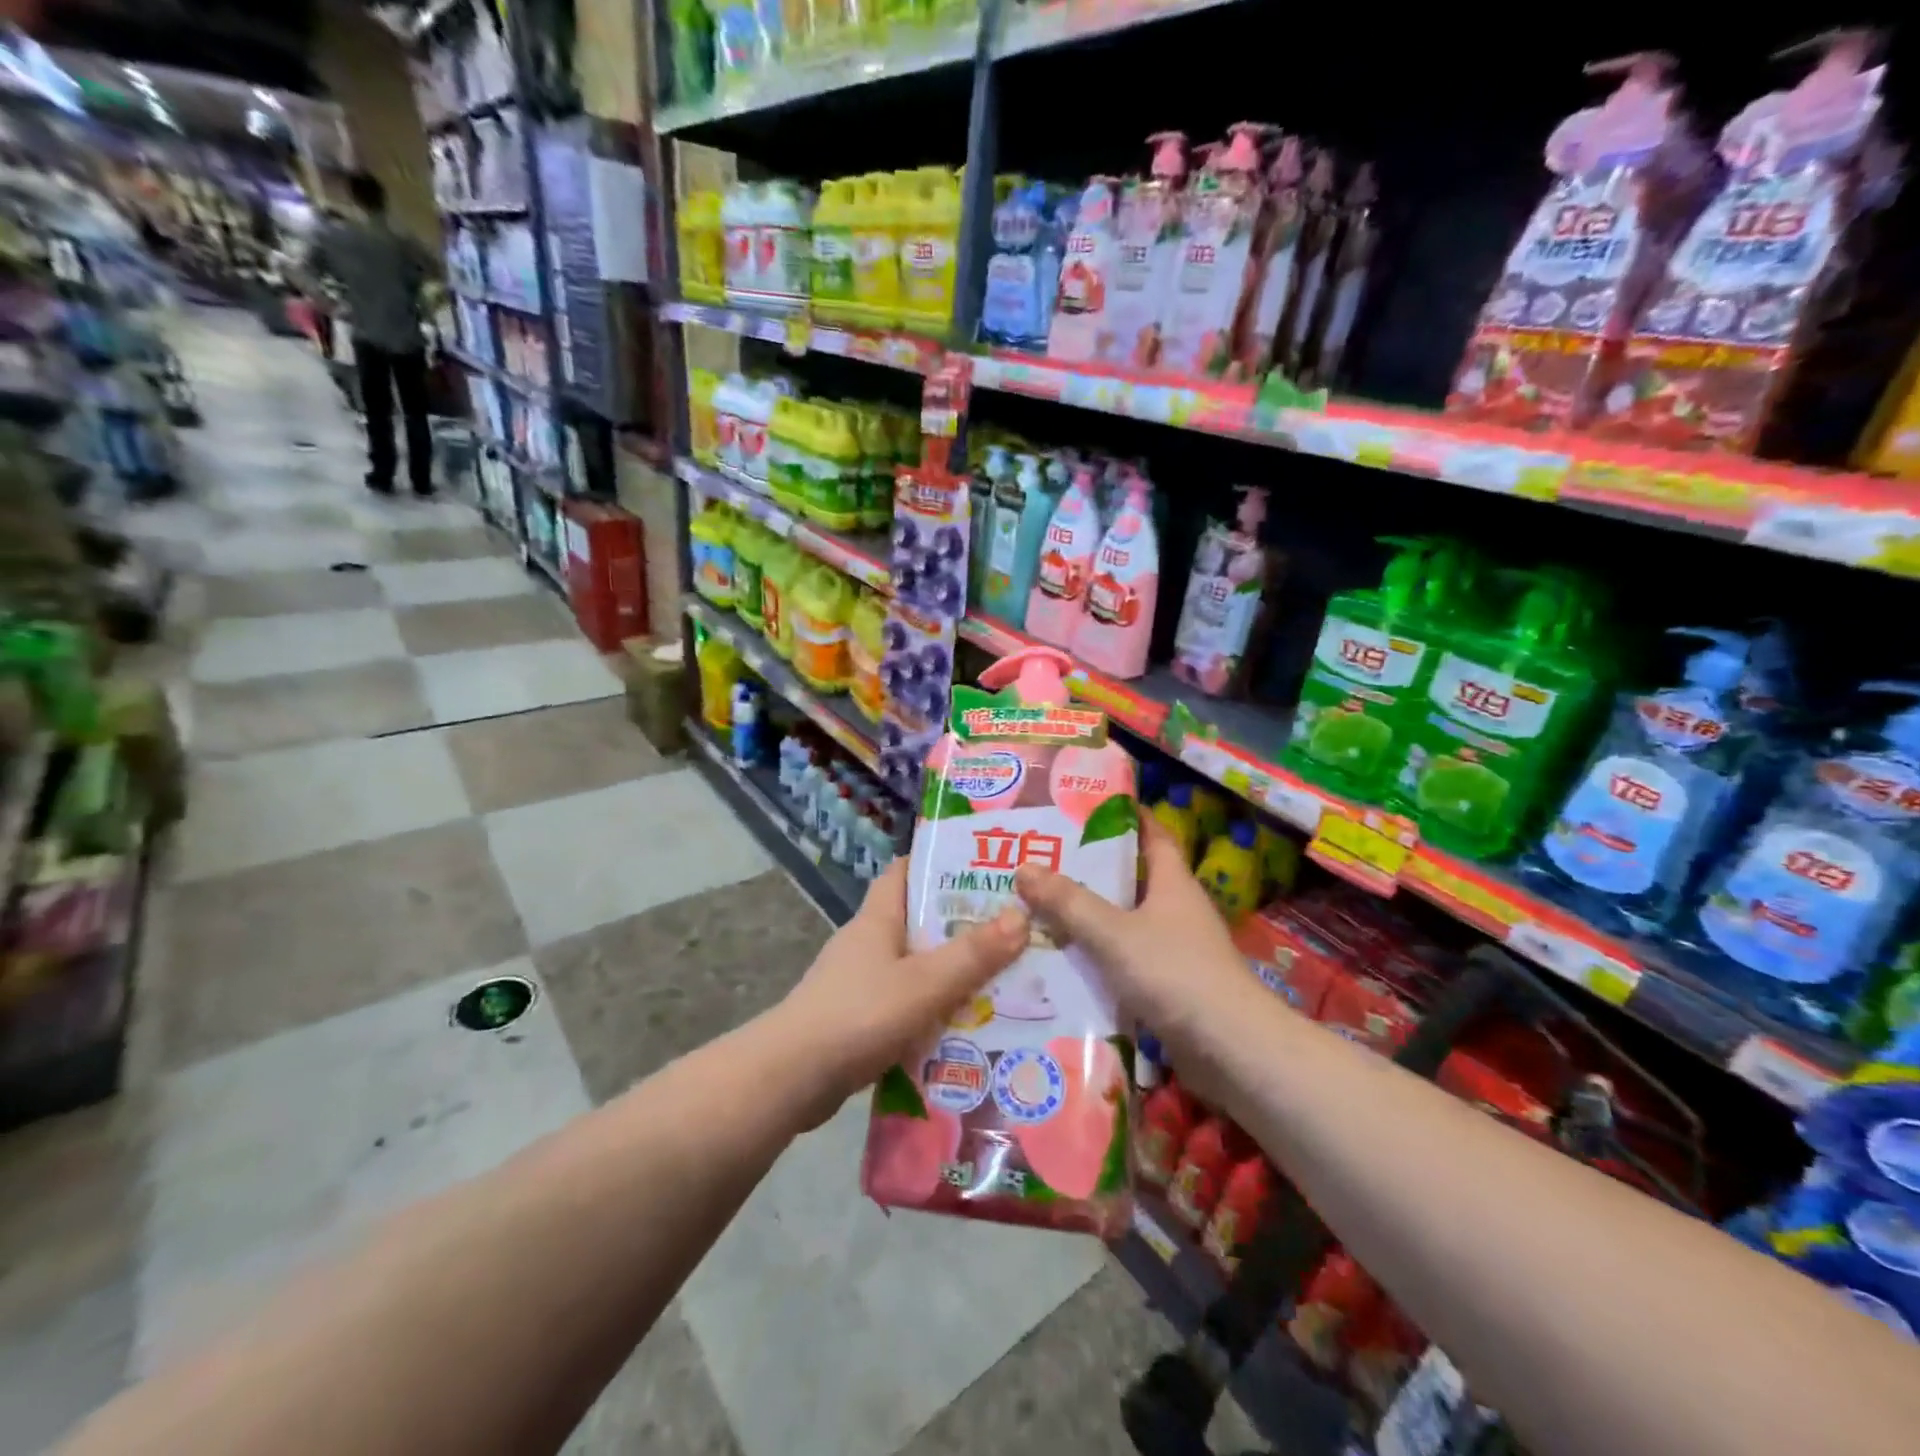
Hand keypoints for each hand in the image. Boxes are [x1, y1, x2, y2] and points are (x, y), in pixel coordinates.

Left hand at [774, 859, 1028, 1125]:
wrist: (791, 1079)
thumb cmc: (859, 1015)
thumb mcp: (924, 983)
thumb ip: (972, 954)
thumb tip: (1021, 915)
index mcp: (877, 919)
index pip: (905, 872)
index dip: (940, 864)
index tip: (985, 869)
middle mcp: (867, 943)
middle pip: (918, 921)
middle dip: (962, 924)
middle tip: (1013, 929)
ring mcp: (859, 982)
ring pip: (915, 966)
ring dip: (951, 972)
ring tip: (1003, 979)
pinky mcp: (857, 1018)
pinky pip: (905, 1003)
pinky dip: (933, 1009)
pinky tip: (965, 1027)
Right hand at [1014, 815, 1250, 1037]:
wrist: (1230, 1049)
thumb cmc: (1175, 973)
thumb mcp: (1114, 933)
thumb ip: (1069, 903)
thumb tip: (1024, 868)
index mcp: (1172, 882)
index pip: (1152, 833)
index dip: (1126, 814)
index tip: (1086, 804)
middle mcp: (1176, 908)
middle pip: (1131, 877)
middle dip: (1091, 868)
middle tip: (1042, 858)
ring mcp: (1175, 948)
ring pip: (1124, 920)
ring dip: (1090, 915)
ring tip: (1040, 906)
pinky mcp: (1169, 984)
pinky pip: (1125, 958)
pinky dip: (1098, 955)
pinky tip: (1063, 959)